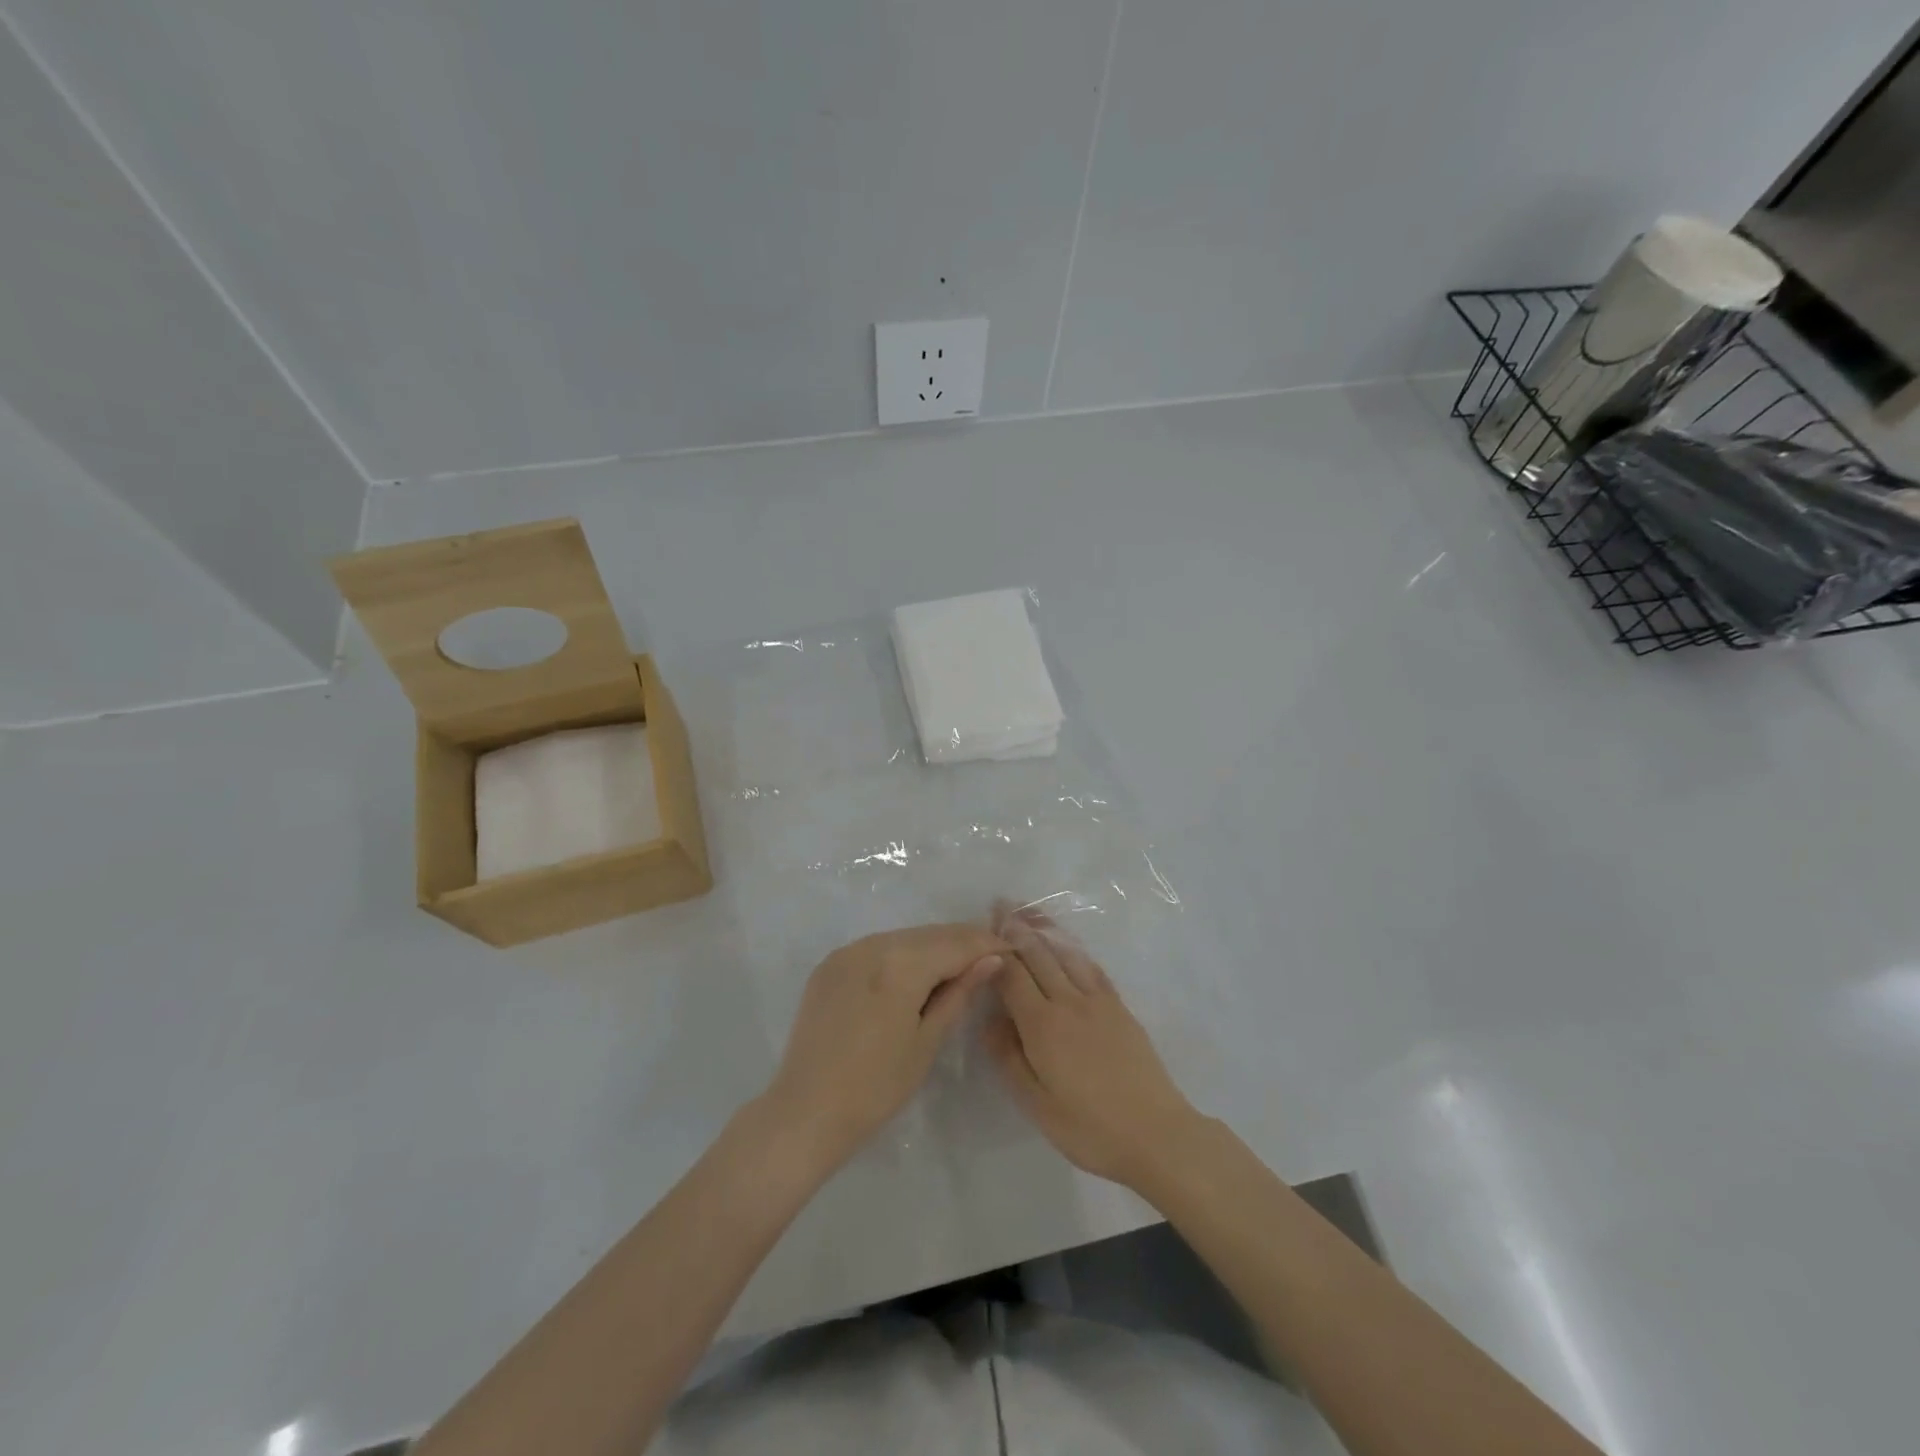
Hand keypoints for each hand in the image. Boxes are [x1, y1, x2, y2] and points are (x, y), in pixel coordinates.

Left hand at [764, 924, 1005, 1169]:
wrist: (806, 1112)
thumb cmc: (876, 1086)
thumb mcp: (926, 1041)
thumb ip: (959, 993)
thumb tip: (992, 960)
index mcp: (901, 963)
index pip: (956, 944)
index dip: (987, 945)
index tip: (1012, 950)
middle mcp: (873, 944)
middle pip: (930, 935)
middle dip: (963, 942)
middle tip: (993, 955)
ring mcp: (847, 952)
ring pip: (904, 938)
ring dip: (933, 947)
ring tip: (960, 965)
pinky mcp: (830, 965)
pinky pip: (877, 949)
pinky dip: (902, 955)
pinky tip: (916, 973)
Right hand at [983, 904, 1200, 1189]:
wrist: (1156, 1133)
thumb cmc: (1089, 1128)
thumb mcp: (1037, 1104)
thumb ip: (1008, 1058)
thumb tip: (989, 1020)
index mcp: (1042, 1025)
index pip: (1012, 976)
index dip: (996, 951)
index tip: (982, 929)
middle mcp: (1068, 1002)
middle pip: (1039, 956)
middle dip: (1018, 929)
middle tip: (1002, 905)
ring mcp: (1098, 1001)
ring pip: (1066, 954)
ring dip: (1046, 930)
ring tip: (1030, 912)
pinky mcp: (1120, 1008)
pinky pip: (1092, 968)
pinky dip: (1075, 950)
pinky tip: (1068, 945)